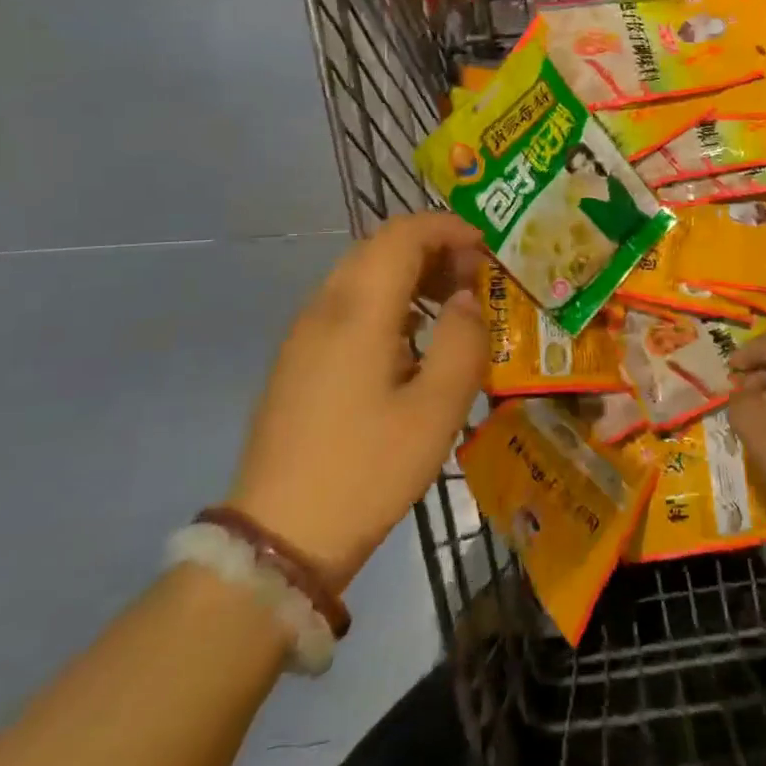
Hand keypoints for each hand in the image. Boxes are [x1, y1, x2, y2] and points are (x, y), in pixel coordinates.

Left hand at [228, 212, 488, 592]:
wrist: (279, 537)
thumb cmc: (367, 470)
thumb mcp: (436, 410)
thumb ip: (463, 341)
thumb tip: (467, 299)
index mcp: (358, 310)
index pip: (403, 234)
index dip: (448, 228)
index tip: (486, 249)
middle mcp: (325, 306)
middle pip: (380, 246)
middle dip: (433, 247)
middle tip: (474, 279)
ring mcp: (305, 332)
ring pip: (361, 272)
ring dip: (409, 272)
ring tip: (450, 306)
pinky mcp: (298, 357)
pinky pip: (347, 302)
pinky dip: (387, 298)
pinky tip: (411, 339)